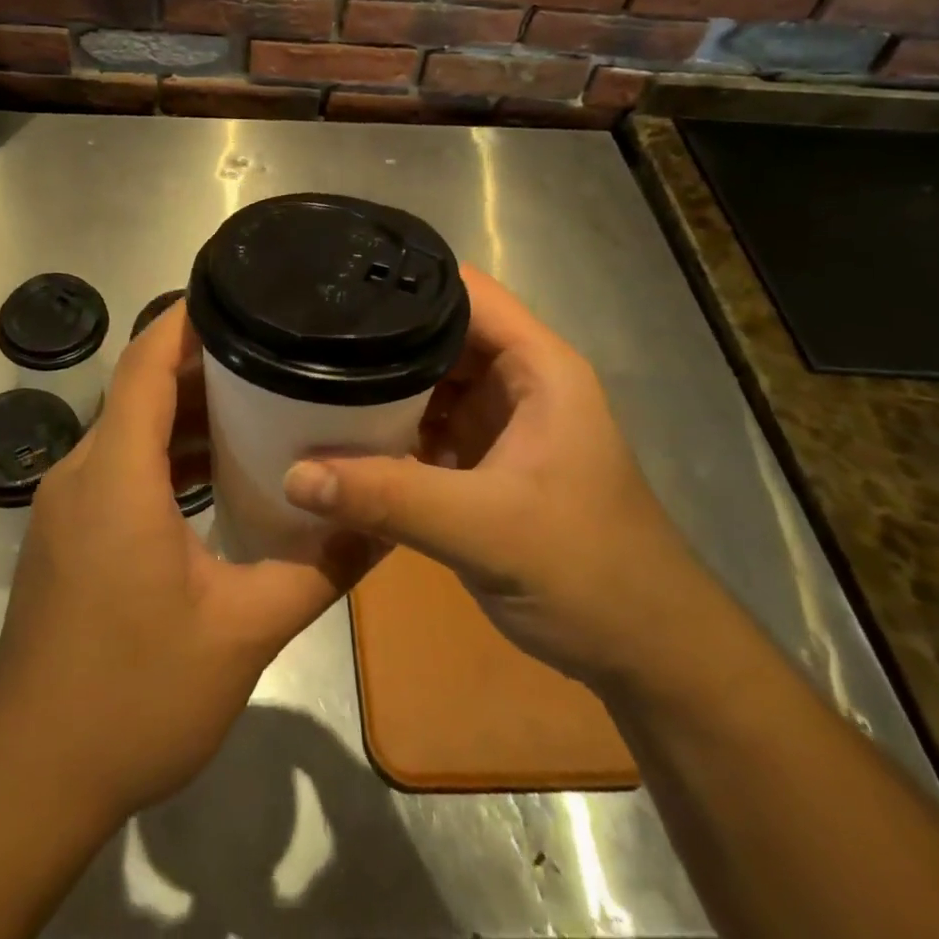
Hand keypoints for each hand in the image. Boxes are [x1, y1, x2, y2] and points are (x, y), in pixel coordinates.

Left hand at [0, 303, 366, 825]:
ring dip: (184, 411)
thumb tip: (380, 525)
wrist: (31, 777)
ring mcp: (67, 503)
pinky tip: (216, 472)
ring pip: (129, 428)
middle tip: (273, 350)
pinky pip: (119, 465)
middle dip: (202, 363)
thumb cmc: (133, 696)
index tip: (238, 294)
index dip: (186, 320)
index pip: (144, 362)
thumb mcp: (242, 632)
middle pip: (139, 388)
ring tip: (258, 401)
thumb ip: (317, 569)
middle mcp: (82, 472)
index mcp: (116, 475)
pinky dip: (165, 453)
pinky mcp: (67, 533)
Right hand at [282, 265, 713, 689]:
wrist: (646, 656)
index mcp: (537, 367)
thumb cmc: (587, 572)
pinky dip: (387, 428)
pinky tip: (336, 434)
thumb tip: (293, 474)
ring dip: (377, 385)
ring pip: (426, 381)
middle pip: (437, 333)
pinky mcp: (483, 461)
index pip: (464, 292)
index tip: (333, 287)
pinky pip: (424, 426)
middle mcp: (516, 381)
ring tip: (306, 376)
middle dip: (377, 336)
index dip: (404, 282)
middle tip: (304, 339)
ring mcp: (499, 422)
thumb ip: (389, 498)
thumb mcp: (485, 529)